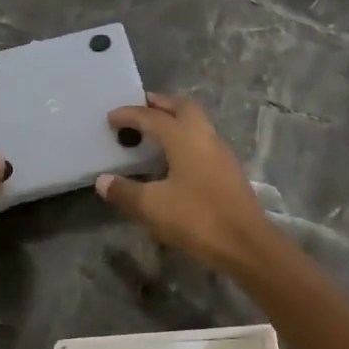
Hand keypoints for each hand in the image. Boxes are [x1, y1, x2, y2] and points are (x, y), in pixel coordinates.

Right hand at [95, 94, 278, 272]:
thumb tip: (103, 180)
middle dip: (161, 104)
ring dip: (177, 121)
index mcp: (185, 138)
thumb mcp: (152, 207)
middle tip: (142, 106)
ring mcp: (222, 154)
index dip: (130, 115)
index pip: (153, 117)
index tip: (111, 117)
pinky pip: (204, 143)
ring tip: (157, 132)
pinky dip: (186, 140)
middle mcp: (206, 138)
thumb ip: (125, 191)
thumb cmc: (196, 218)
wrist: (245, 244)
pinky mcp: (230, 172)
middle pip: (183, 108)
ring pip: (198, 124)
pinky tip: (176, 160)